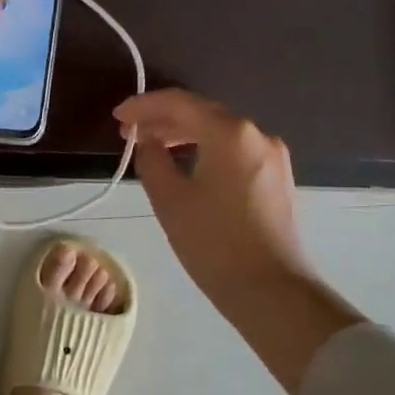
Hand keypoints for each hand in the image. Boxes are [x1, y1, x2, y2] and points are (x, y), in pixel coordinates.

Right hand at [114, 89, 364, 394]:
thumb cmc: (214, 243)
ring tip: (152, 147)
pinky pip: (234, 149)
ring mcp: (272, 155)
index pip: (179, 103)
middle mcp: (256, 134)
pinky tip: (185, 163)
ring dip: (183, 133)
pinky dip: (205, 148)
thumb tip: (146, 140)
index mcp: (230, 133)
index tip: (118, 117)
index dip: (144, 105)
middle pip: (202, 112)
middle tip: (130, 133)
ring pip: (219, 130)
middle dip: (163, 118)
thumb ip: (151, 159)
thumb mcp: (169, 199)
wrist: (272, 291)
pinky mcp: (276, 177)